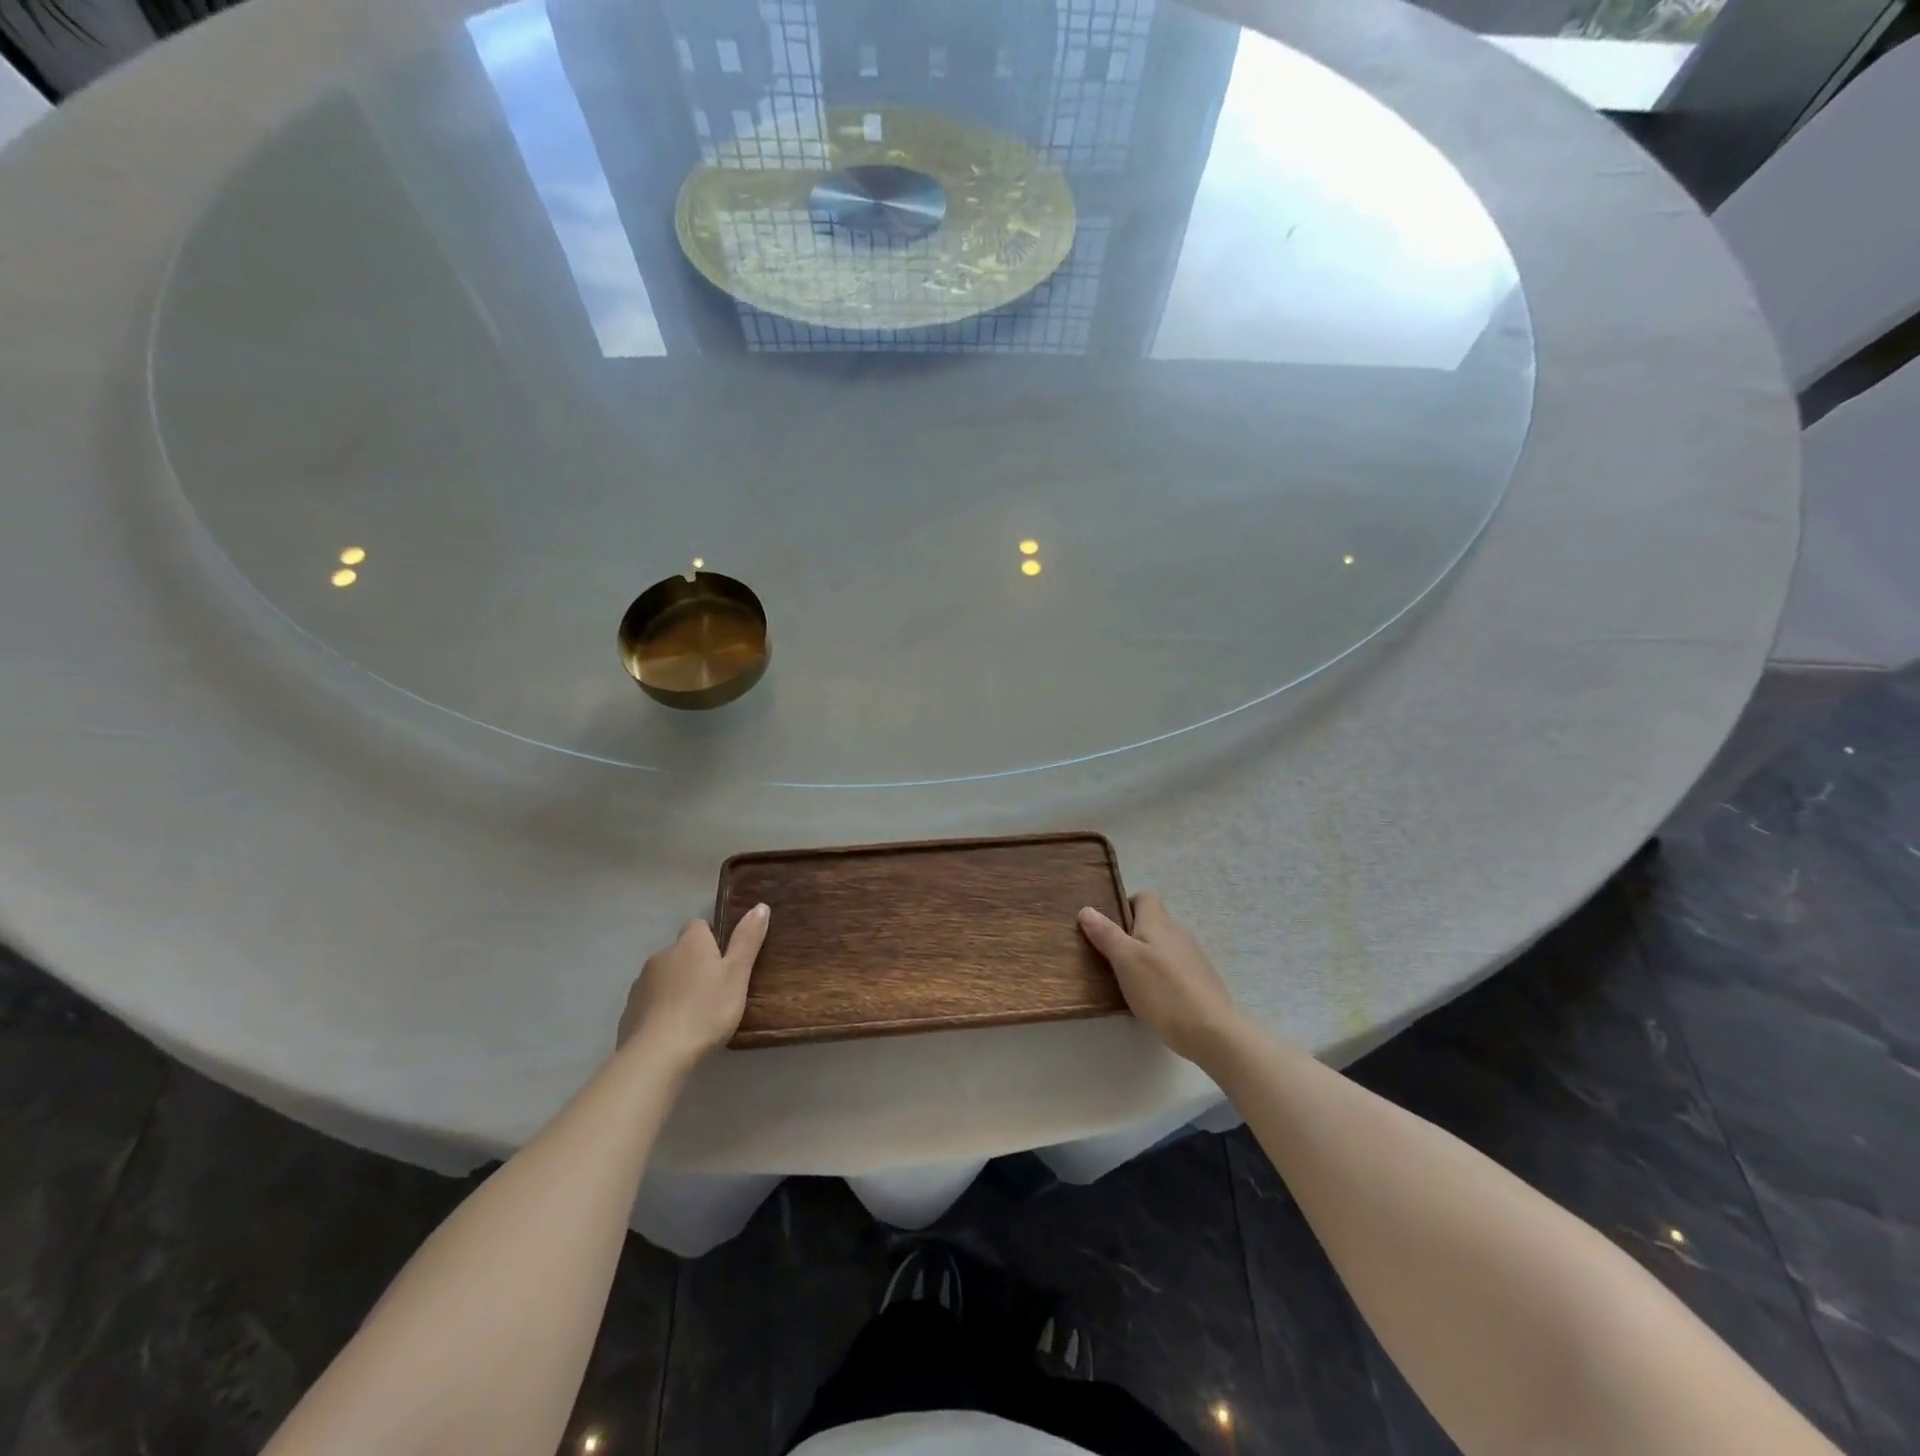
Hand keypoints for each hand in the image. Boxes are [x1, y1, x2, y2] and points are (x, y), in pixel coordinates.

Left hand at [617, 905, 769, 1069]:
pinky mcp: (628, 1010)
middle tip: (715, 990)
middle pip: (681, 951)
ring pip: (664, 977)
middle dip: (694, 965)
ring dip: (677, 987)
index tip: (725, 961)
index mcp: (690, 943)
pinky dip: (661, 1009)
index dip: (712, 939)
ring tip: (695, 1014)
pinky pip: (650, 1001)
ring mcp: (641, 983)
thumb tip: (760, 906)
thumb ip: (747, 940)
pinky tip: (673, 1031)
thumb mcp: (737, 975)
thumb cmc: (706, 1011)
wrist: (656, 1055)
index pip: (699, 926)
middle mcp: (662, 955)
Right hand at [1079, 892, 1241, 1062]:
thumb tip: (1087, 909)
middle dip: (1131, 936)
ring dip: (1145, 960)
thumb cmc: (1162, 990)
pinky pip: (1173, 971)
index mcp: (1159, 923)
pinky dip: (1159, 980)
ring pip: (1162, 949)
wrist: (1212, 1031)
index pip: (1145, 897)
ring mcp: (1193, 958)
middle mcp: (1178, 934)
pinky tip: (1151, 1002)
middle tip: (1110, 958)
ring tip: (1126, 984)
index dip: (1126, 905)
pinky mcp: (1200, 982)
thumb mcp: (1125, 960)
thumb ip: (1106, 934)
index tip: (1108, 925)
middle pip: (1152, 924)